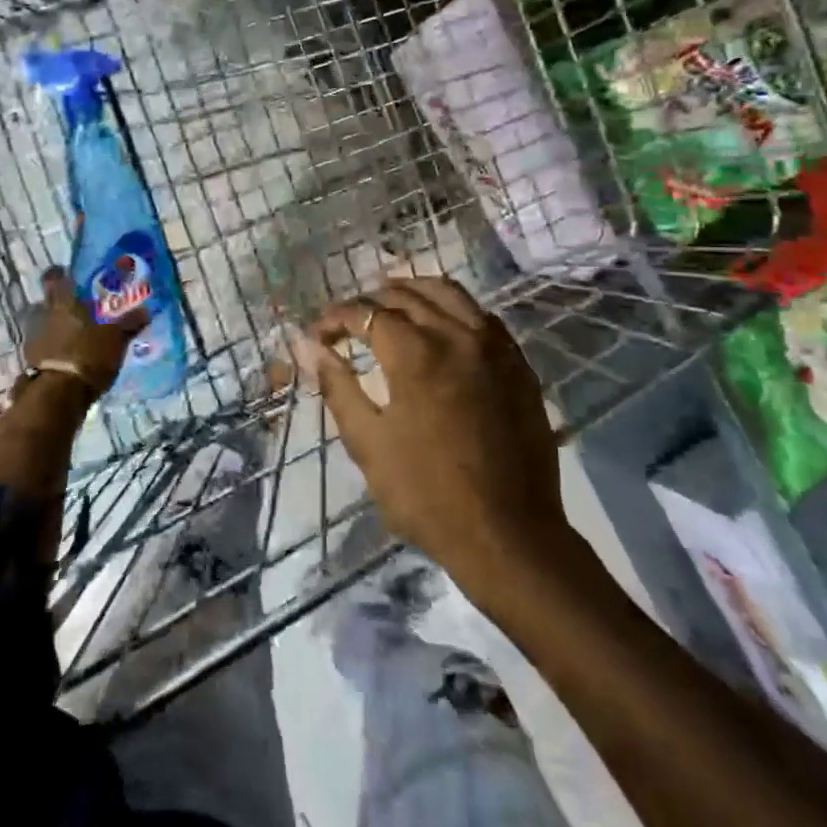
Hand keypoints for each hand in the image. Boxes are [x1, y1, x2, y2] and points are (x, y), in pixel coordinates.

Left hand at [22, 267, 148, 398]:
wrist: (58, 396)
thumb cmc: (88, 355)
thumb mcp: (115, 338)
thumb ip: (129, 323)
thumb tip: (145, 311)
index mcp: (63, 304)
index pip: (55, 280)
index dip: (59, 275)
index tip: (65, 273)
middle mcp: (43, 318)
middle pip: (47, 305)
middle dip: (60, 306)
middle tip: (78, 309)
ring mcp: (34, 342)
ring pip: (44, 328)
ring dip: (56, 331)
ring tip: (76, 338)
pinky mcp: (32, 366)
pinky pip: (44, 351)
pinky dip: (54, 352)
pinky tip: (69, 360)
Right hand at [298, 276, 572, 590]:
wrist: (509, 535)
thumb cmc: (428, 496)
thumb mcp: (369, 445)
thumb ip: (338, 387)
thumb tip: (307, 346)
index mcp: (416, 353)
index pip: (367, 313)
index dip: (337, 318)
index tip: (319, 335)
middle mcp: (457, 335)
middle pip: (408, 295)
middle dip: (371, 300)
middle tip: (349, 321)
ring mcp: (495, 347)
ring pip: (451, 293)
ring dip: (415, 291)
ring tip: (392, 304)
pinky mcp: (519, 365)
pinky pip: (483, 317)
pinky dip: (455, 309)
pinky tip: (442, 326)